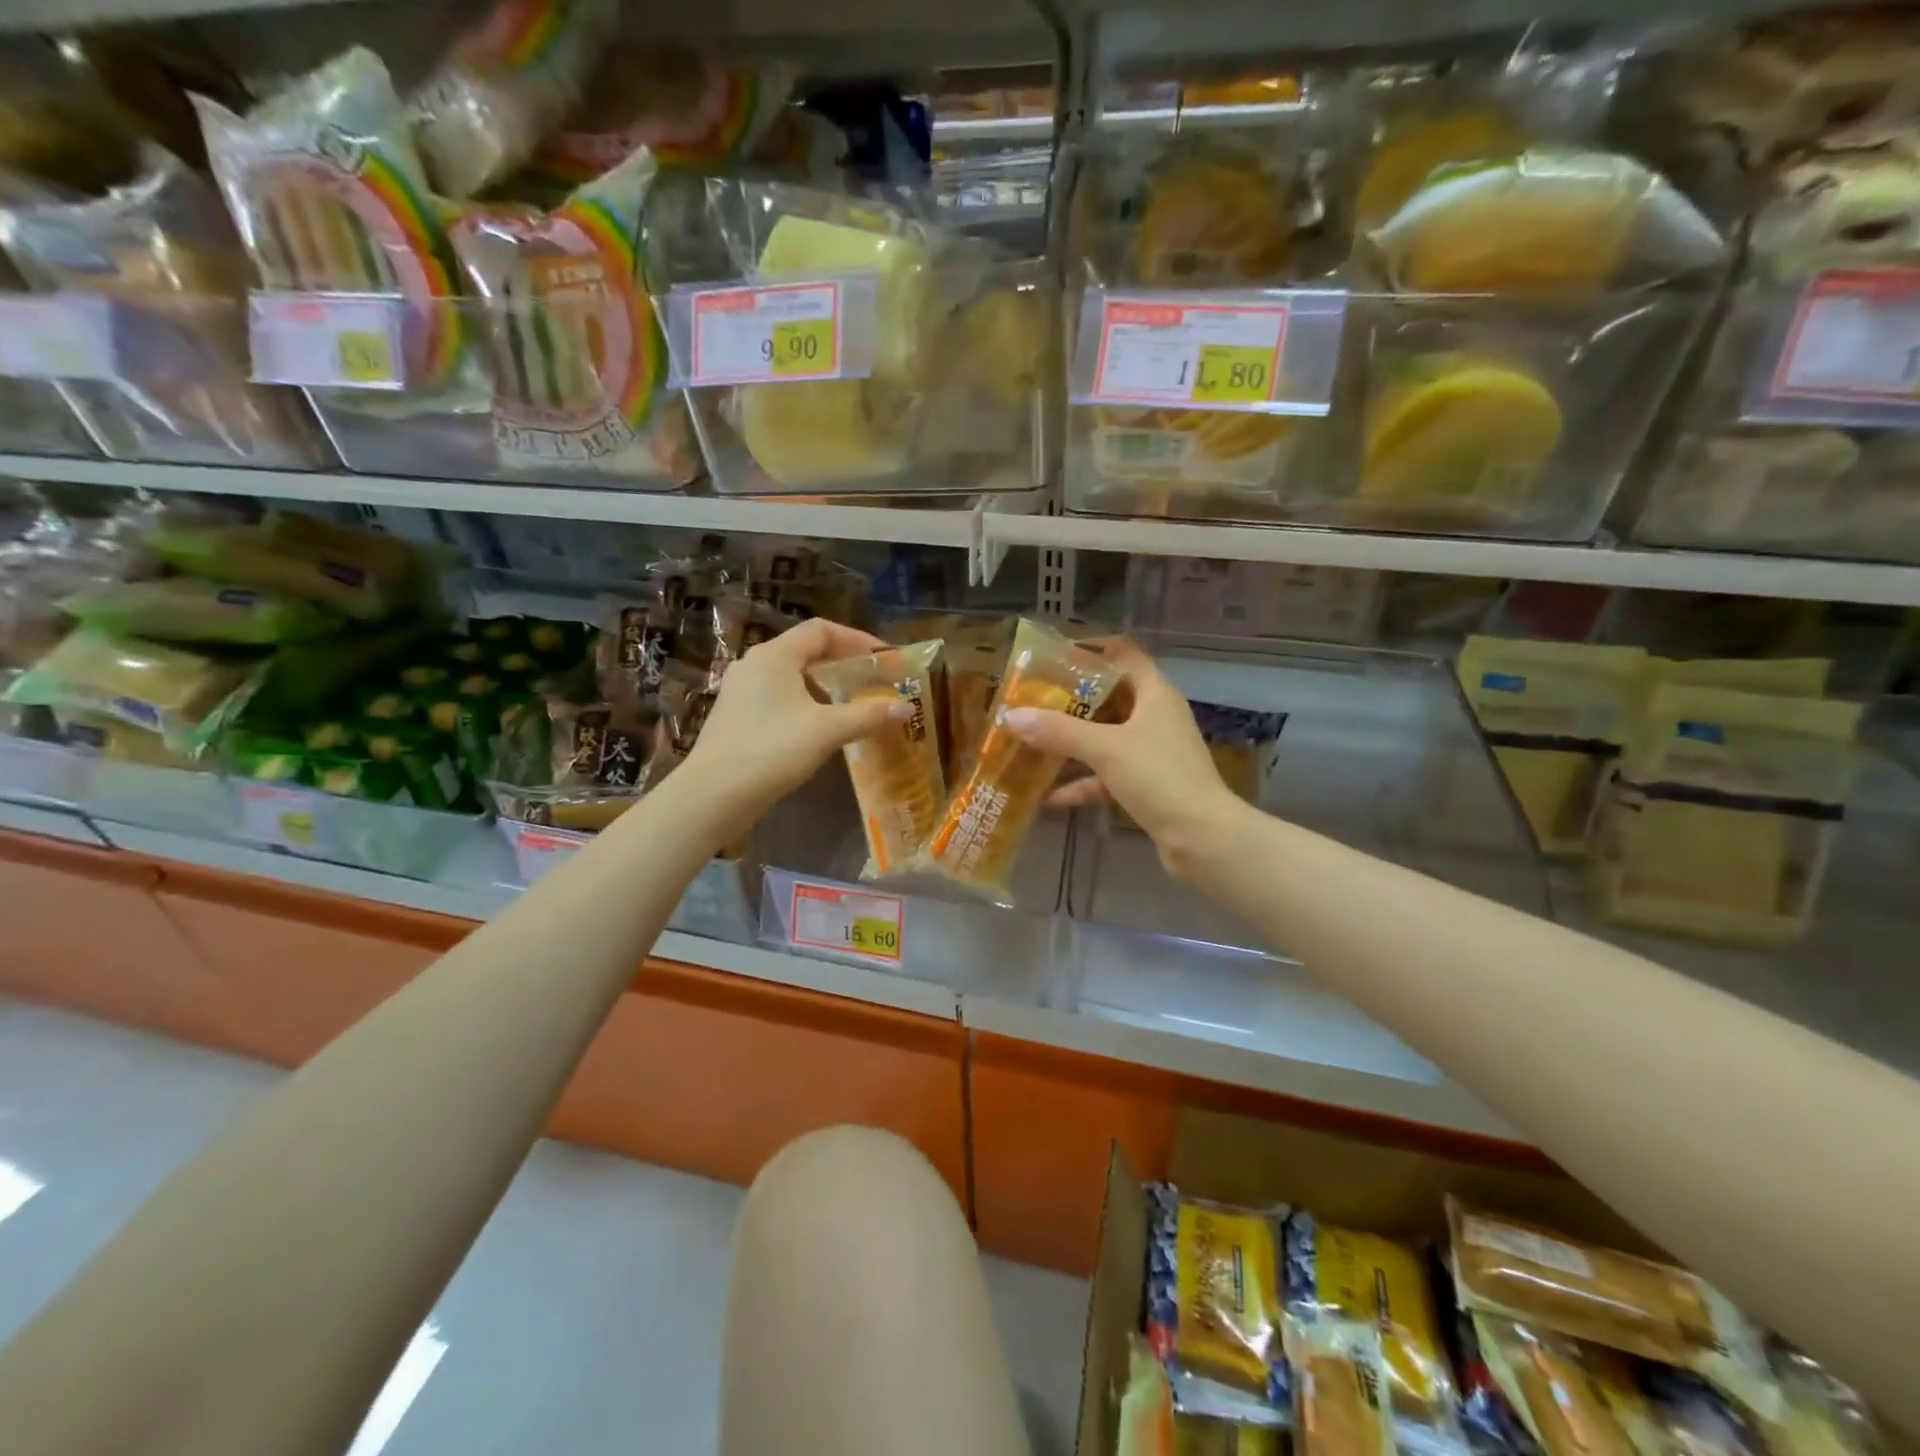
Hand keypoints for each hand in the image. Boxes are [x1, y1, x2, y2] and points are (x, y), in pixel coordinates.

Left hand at [680, 617, 907, 834]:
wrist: (713, 795)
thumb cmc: (772, 751)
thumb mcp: (827, 731)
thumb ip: (867, 715)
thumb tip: (905, 708)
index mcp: (774, 656)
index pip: (820, 630)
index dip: (856, 639)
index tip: (883, 658)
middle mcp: (754, 665)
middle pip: (805, 650)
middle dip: (843, 662)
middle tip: (872, 679)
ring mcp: (741, 691)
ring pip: (791, 675)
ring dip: (824, 684)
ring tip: (852, 702)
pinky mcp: (736, 716)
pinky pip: (778, 696)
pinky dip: (805, 701)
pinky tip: (820, 726)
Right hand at [1001, 638, 1243, 878]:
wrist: (1202, 837)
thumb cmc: (1159, 777)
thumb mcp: (1104, 748)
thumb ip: (1058, 731)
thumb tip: (1011, 716)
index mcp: (1155, 694)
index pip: (1125, 654)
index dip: (1093, 649)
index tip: (1056, 656)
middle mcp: (1156, 717)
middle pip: (1111, 697)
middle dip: (1072, 700)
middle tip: (1034, 700)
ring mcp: (1154, 753)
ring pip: (1107, 738)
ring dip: (1074, 742)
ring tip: (1034, 742)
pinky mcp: (1149, 785)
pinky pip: (1109, 775)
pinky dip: (1084, 782)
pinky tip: (1051, 797)